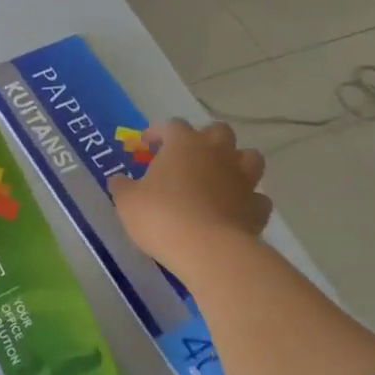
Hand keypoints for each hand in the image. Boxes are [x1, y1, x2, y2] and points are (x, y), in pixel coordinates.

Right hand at [110, 119, 269, 275]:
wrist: (207, 249)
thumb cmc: (161, 217)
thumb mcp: (128, 202)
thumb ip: (122, 187)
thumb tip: (117, 180)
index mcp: (184, 144)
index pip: (172, 125)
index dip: (158, 132)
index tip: (146, 145)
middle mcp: (218, 153)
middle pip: (218, 131)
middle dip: (205, 139)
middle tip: (189, 158)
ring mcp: (243, 179)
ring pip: (250, 157)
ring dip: (237, 163)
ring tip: (221, 178)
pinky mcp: (257, 207)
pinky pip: (257, 197)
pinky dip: (248, 201)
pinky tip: (236, 211)